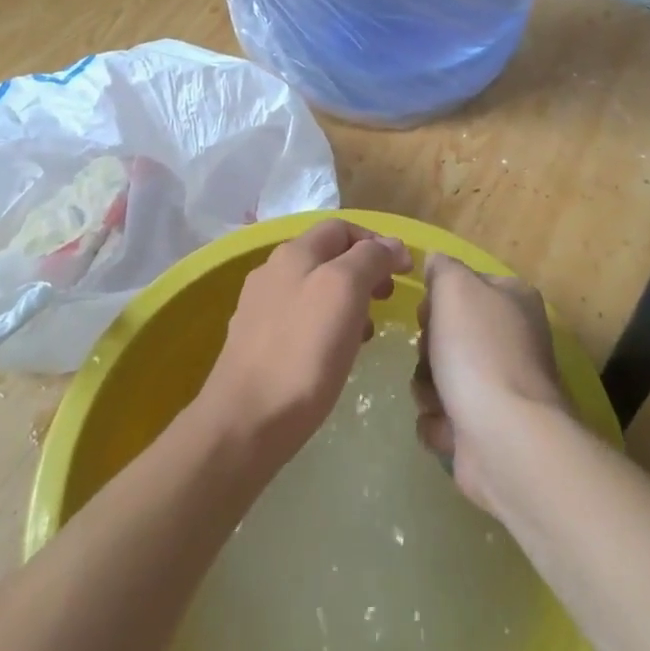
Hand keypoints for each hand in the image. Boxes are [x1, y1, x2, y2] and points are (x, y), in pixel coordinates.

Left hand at [194, 220, 408, 466]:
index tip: (404, 270)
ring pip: (315, 289)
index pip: (341, 228)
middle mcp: (273, 271)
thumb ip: (369, 259)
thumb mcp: (344, 291)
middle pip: (327, 256)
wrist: (245, 422)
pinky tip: (337, 354)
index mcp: (294, 253)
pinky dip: (327, 326)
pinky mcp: (256, 343)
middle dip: (364, 271)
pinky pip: (301, 321)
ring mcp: (261, 308)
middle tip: (387, 299)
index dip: (376, 241)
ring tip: (368, 330)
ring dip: (348, 301)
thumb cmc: (303, 352)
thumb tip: (391, 244)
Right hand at [412, 253, 568, 511]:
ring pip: (438, 375)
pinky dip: (438, 422)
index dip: (439, 298)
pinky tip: (449, 427)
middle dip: (428, 348)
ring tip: (440, 398)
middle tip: (433, 356)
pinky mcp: (486, 429)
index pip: (465, 285)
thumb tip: (436, 262)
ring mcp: (501, 387)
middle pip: (447, 332)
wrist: (505, 437)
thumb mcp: (455, 287)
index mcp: (513, 300)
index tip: (429, 311)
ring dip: (428, 386)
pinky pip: (442, 416)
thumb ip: (442, 268)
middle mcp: (512, 339)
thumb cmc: (479, 351)